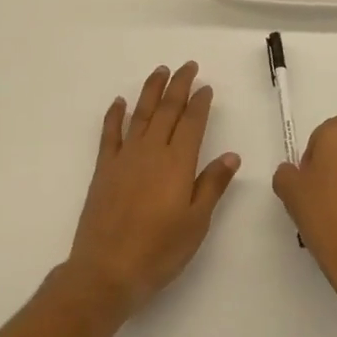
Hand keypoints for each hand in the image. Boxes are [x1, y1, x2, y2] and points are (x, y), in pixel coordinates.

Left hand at [66, 63, 239, 316]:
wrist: (106, 271)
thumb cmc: (159, 251)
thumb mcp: (196, 223)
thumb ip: (212, 185)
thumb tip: (231, 154)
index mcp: (178, 163)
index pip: (192, 122)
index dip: (200, 102)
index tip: (206, 86)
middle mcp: (152, 151)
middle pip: (167, 110)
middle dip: (179, 85)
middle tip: (188, 66)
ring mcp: (125, 158)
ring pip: (140, 114)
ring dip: (151, 90)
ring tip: (160, 71)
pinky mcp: (104, 169)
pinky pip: (110, 133)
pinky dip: (115, 115)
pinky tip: (119, 102)